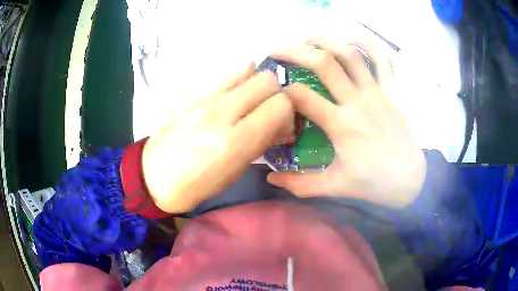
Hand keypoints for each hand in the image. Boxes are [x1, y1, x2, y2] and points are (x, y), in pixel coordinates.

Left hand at [142, 63, 293, 212]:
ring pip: (247, 68)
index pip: (281, 105)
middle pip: (267, 80)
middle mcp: (222, 111)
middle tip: (267, 111)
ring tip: (247, 101)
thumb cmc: (196, 184)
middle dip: (275, 95)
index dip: (287, 114)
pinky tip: (230, 95)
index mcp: (236, 141)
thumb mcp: (235, 171)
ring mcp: (204, 96)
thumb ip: (262, 142)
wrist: (153, 176)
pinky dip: (237, 79)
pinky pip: (225, 73)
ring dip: (255, 83)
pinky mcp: (190, 91)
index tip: (281, 125)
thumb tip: (281, 125)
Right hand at [267, 36, 425, 207]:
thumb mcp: (334, 187)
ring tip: (308, 38)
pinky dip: (368, 44)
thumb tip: (271, 178)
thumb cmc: (373, 183)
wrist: (410, 180)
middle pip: (323, 63)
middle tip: (277, 49)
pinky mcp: (392, 92)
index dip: (282, 91)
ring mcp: (378, 93)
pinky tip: (352, 40)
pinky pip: (383, 60)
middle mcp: (358, 102)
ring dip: (326, 40)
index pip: (302, 96)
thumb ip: (300, 184)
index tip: (276, 94)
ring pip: (350, 54)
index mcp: (342, 125)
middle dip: (294, 51)